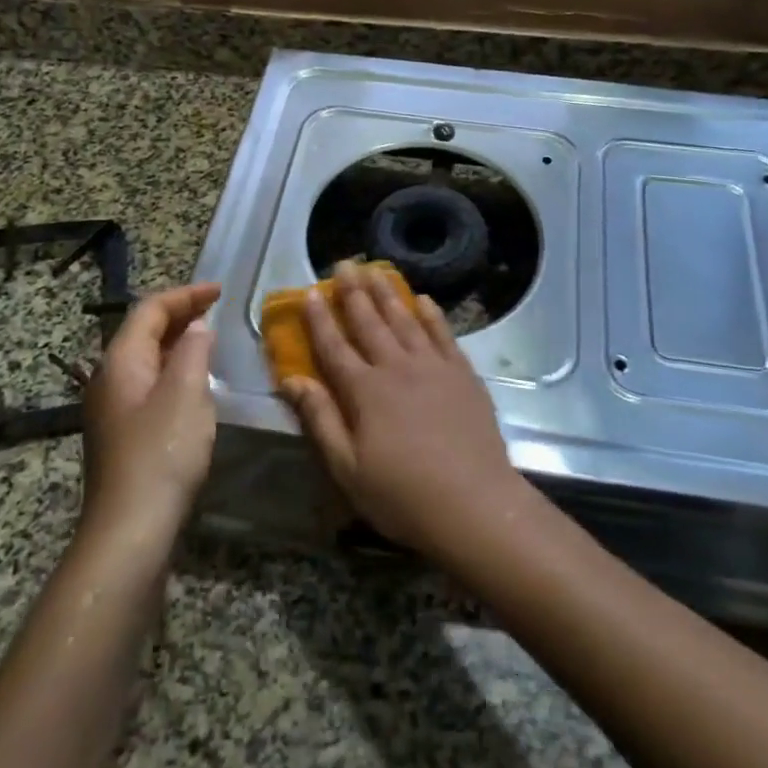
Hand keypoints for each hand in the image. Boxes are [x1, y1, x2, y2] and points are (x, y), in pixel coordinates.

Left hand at [81, 282, 220, 534]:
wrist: (130, 529)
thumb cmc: (161, 453)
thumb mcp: (185, 393)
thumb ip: (194, 352)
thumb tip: (198, 329)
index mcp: (120, 361)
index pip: (150, 310)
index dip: (185, 294)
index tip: (220, 290)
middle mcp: (109, 378)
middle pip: (143, 331)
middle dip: (180, 314)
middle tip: (217, 309)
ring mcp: (113, 408)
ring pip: (146, 359)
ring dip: (177, 342)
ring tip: (210, 338)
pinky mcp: (124, 433)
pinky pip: (150, 383)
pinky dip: (174, 369)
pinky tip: (195, 383)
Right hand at [281, 260, 523, 558]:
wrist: (475, 503)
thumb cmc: (403, 495)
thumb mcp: (348, 469)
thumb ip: (321, 420)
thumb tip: (293, 380)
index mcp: (365, 391)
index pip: (334, 346)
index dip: (319, 319)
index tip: (310, 292)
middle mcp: (397, 368)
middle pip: (370, 322)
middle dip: (353, 292)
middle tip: (344, 263)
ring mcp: (434, 367)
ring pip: (405, 320)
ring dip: (388, 294)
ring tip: (376, 270)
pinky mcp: (463, 374)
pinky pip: (443, 334)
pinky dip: (432, 315)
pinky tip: (424, 300)